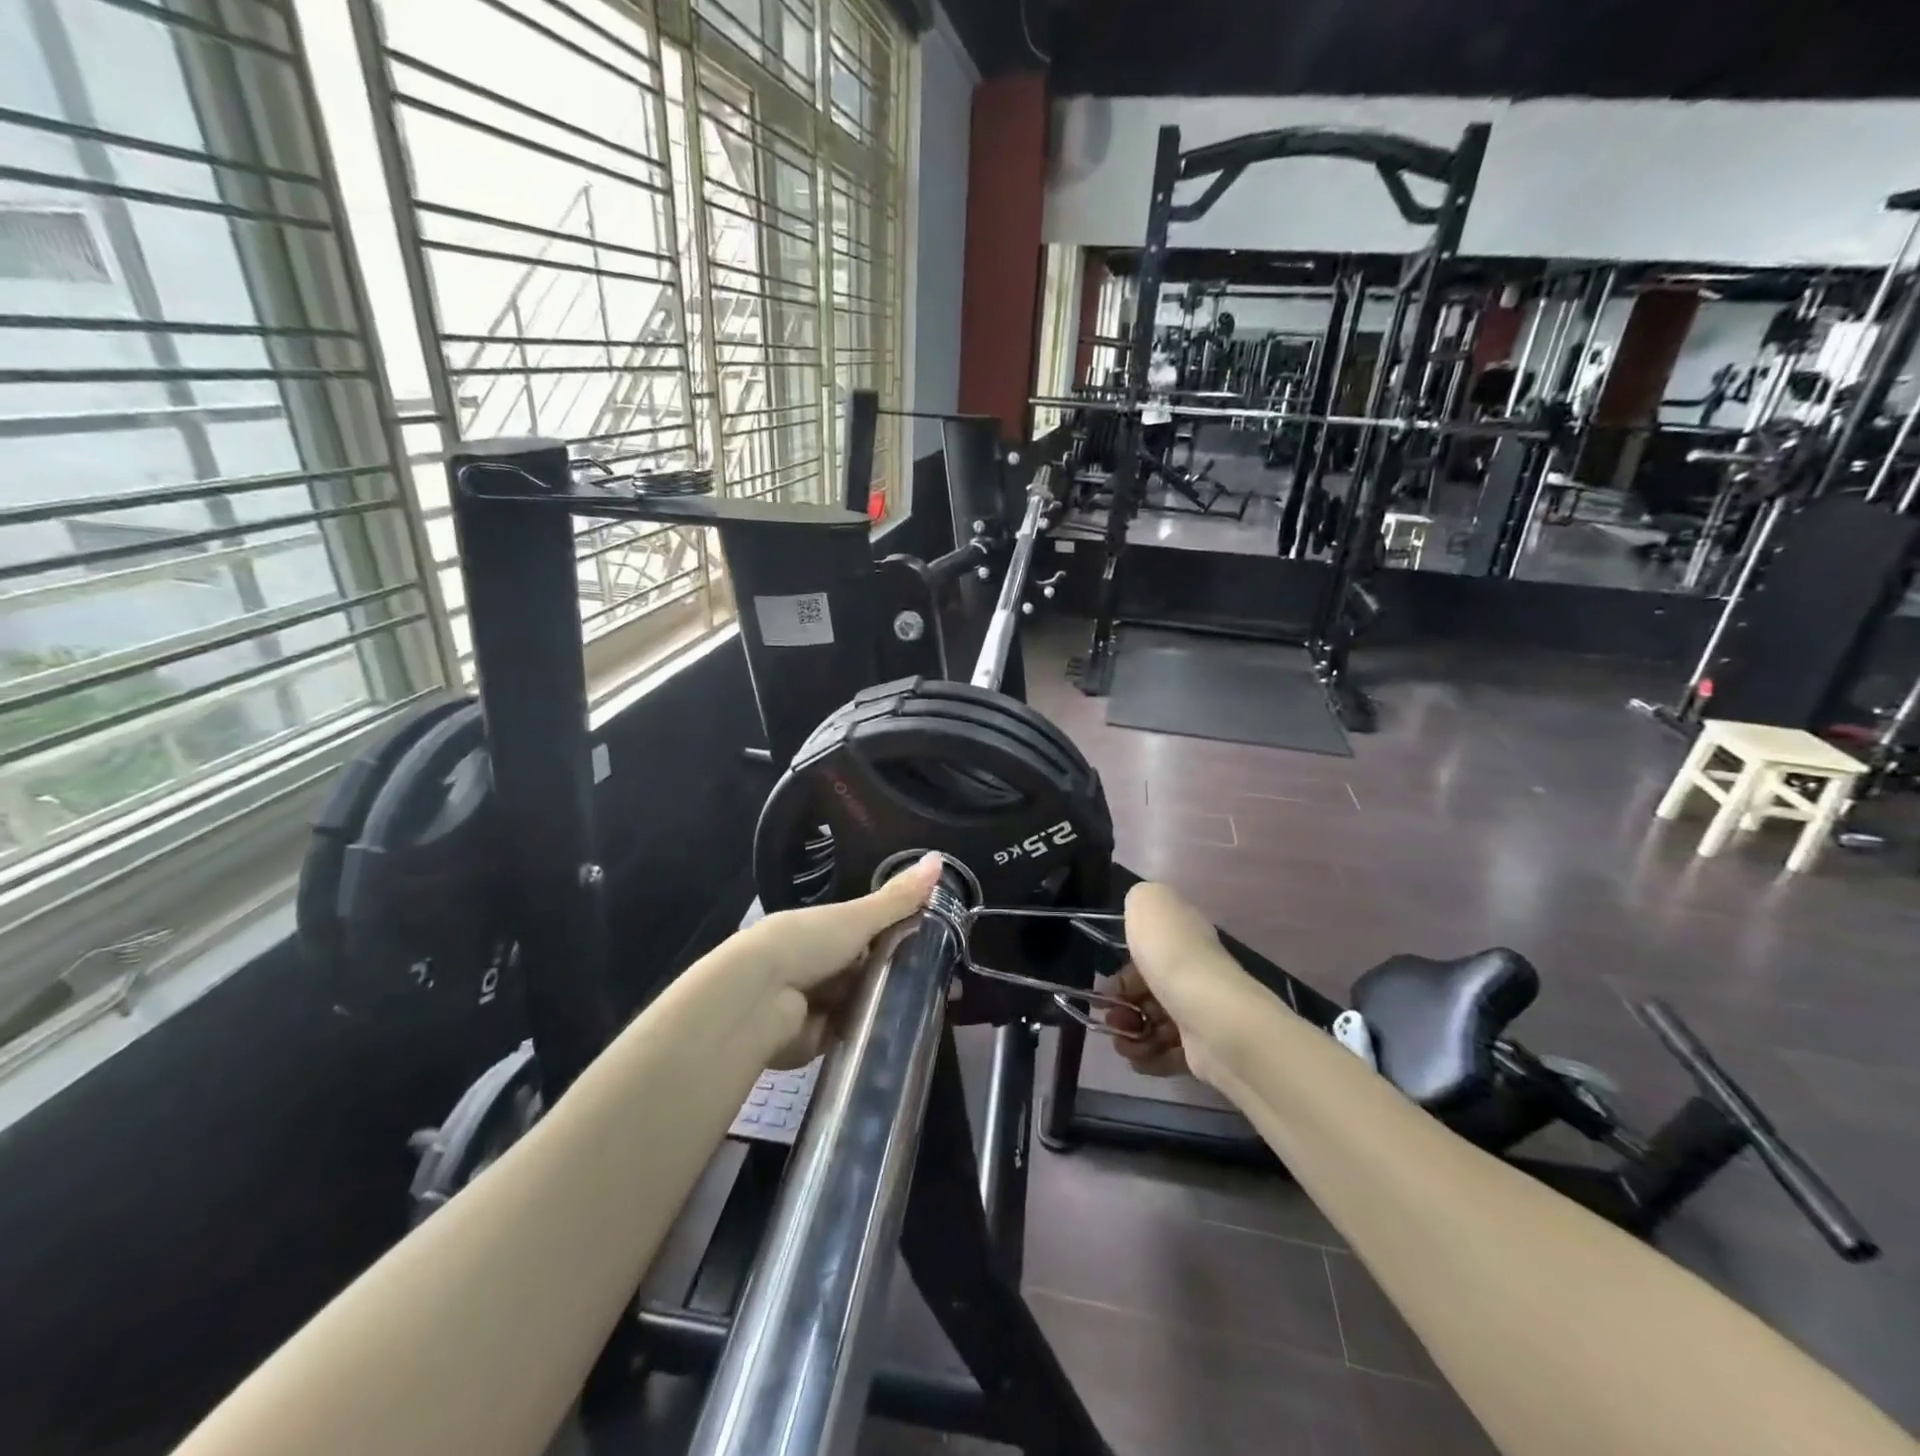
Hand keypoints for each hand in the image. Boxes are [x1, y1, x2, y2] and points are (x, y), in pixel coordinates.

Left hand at [745, 851, 944, 1066]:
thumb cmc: (806, 944)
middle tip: (945, 981)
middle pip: (870, 968)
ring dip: (888, 1004)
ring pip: (864, 1002)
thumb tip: (939, 858)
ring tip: (933, 1006)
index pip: (871, 931)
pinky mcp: (817, 1039)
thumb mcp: (857, 917)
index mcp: (826, 929)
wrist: (757, 999)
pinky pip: (854, 1034)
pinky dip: (872, 1033)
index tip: (942, 942)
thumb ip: (898, 898)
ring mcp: (818, 1003)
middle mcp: (821, 963)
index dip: (904, 935)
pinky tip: (904, 1033)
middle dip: (899, 974)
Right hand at [1105, 881, 1260, 1085]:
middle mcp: (1195, 971)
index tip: (1106, 985)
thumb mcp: (1149, 904)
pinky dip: (1148, 1057)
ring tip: (1124, 1044)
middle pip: (1147, 990)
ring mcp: (1201, 1012)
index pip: (1149, 952)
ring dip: (1131, 1034)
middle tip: (1109, 1018)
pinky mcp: (1204, 1049)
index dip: (1122, 969)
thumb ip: (1140, 900)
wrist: (1212, 1017)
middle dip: (1121, 1005)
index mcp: (1185, 936)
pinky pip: (1167, 1053)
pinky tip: (1138, 1058)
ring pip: (1153, 1023)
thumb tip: (1140, 914)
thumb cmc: (1173, 958)